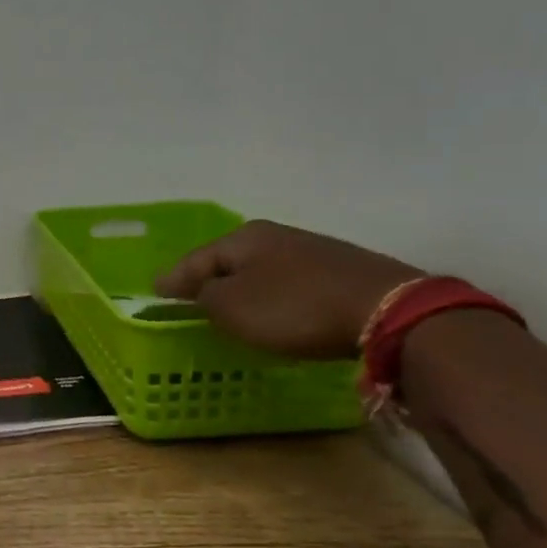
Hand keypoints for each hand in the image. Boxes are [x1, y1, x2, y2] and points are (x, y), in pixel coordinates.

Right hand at [156, 221, 422, 358]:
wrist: (390, 312)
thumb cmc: (295, 308)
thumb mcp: (232, 308)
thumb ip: (203, 298)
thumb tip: (198, 292)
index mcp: (243, 237)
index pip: (195, 259)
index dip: (173, 280)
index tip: (156, 294)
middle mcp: (275, 235)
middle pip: (230, 261)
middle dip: (210, 280)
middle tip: (191, 301)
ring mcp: (313, 251)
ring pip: (262, 271)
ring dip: (244, 289)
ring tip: (232, 309)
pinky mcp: (343, 272)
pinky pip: (292, 284)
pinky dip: (276, 297)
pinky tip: (278, 312)